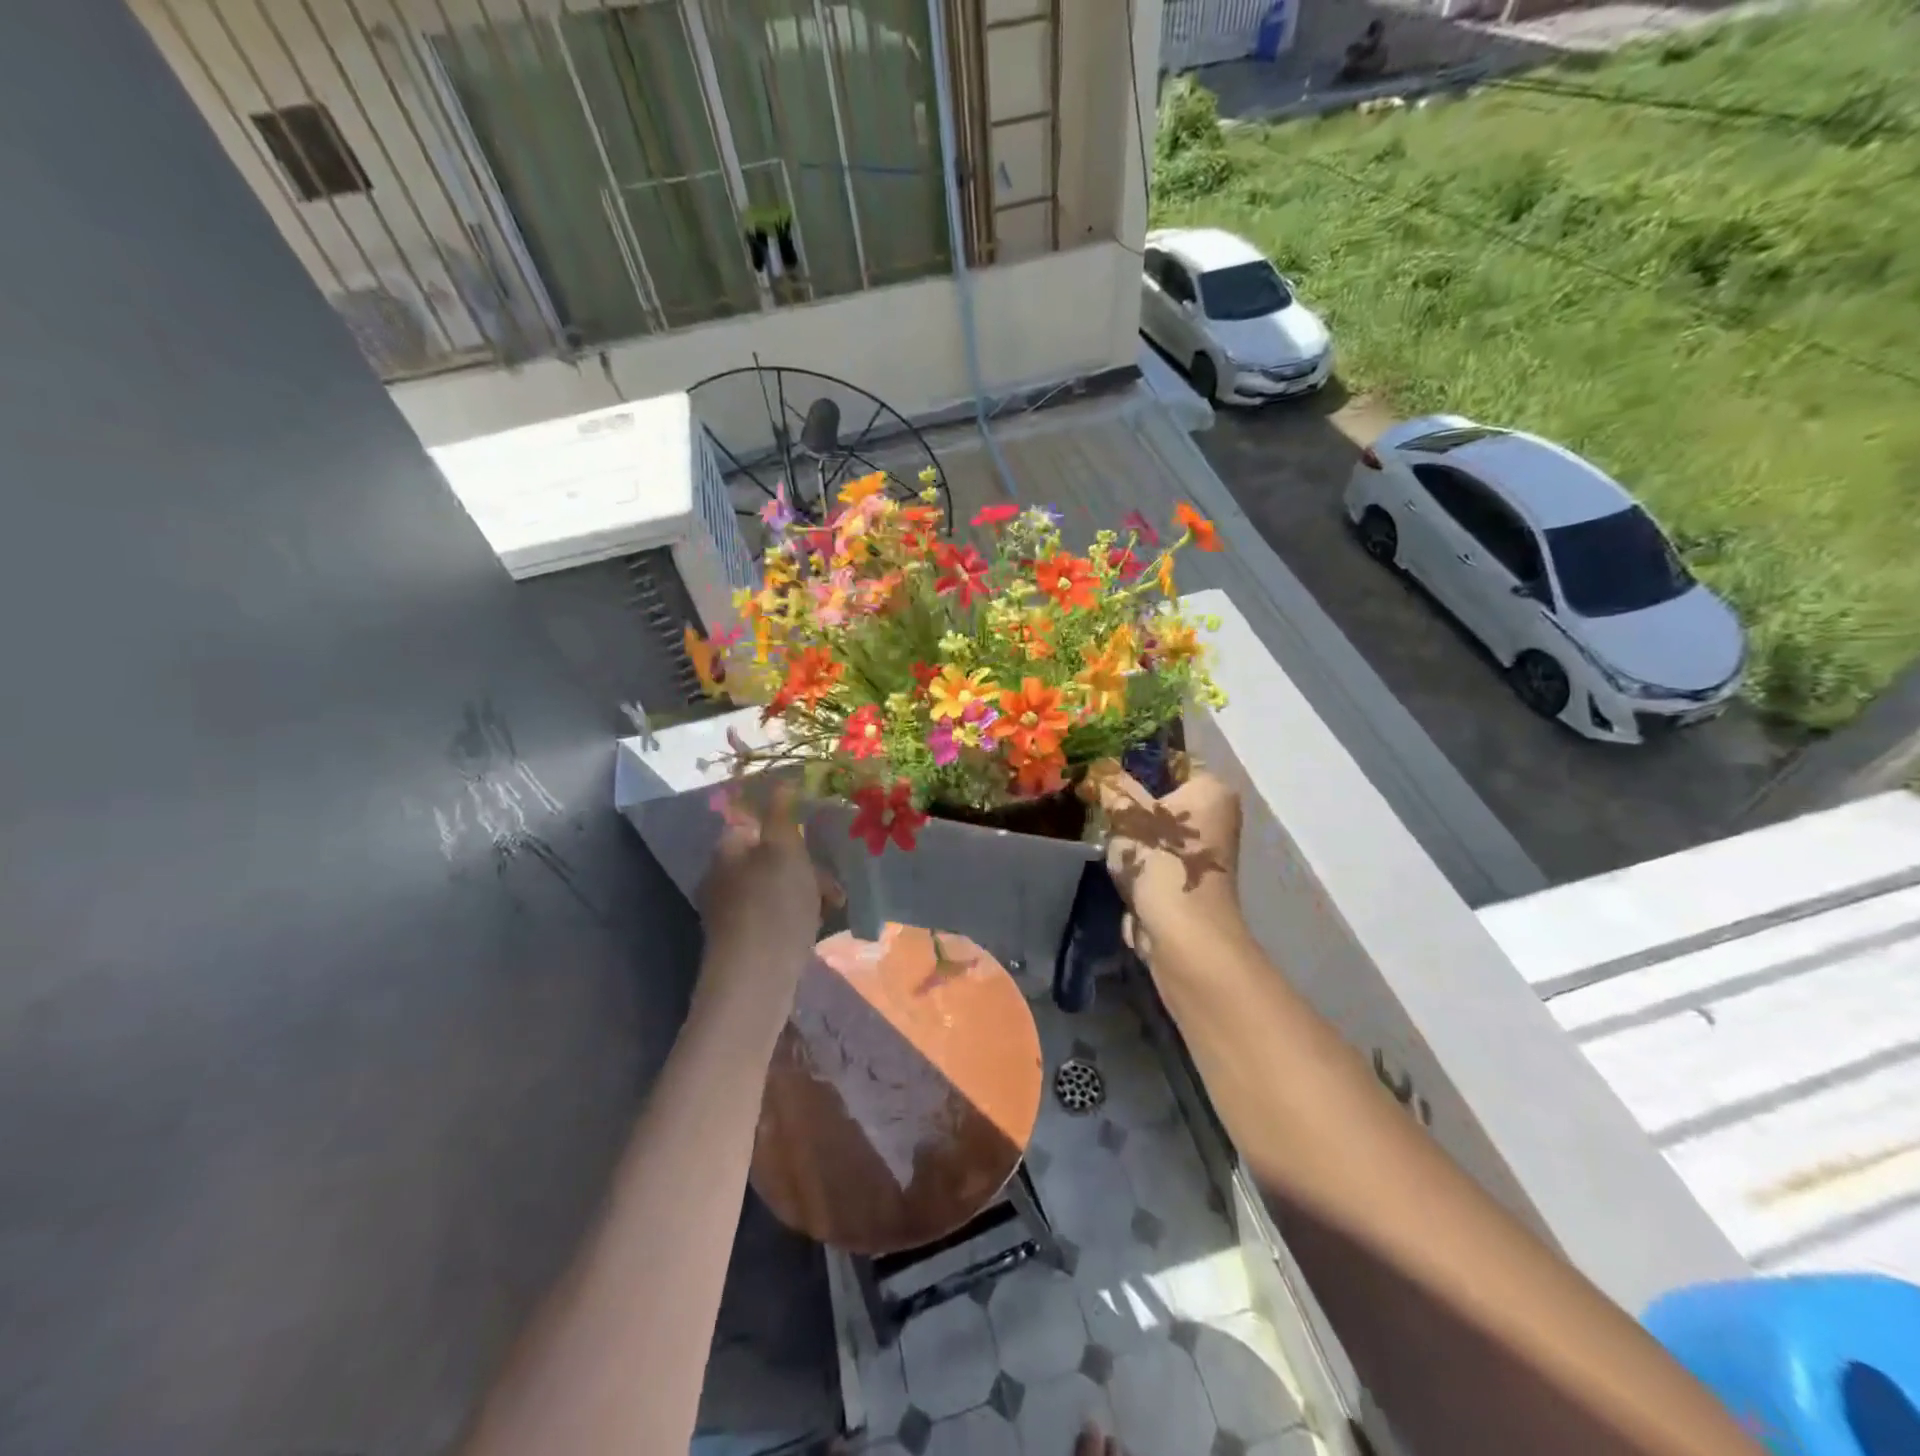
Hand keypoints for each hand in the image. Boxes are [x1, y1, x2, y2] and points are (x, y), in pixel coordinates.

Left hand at [697, 779, 836, 999]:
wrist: (755, 979)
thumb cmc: (774, 905)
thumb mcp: (785, 850)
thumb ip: (782, 814)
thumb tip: (782, 780)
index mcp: (727, 850)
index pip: (755, 824)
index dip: (787, 829)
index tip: (815, 842)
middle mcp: (721, 876)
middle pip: (768, 856)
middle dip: (804, 865)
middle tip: (832, 883)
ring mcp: (729, 911)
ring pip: (775, 886)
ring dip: (806, 891)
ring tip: (832, 906)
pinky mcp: (742, 939)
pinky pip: (774, 914)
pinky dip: (795, 915)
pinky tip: (815, 927)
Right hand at [1081, 760, 1242, 963]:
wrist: (1183, 934)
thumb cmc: (1161, 859)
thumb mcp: (1128, 814)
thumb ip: (1113, 787)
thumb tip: (1099, 765)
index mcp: (1212, 789)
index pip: (1173, 760)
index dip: (1137, 760)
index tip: (1104, 765)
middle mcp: (1216, 816)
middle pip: (1163, 796)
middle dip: (1130, 800)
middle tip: (1094, 794)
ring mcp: (1203, 852)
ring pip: (1157, 828)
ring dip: (1130, 831)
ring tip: (1098, 823)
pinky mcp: (1187, 879)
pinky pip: (1156, 856)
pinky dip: (1136, 857)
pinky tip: (1113, 857)